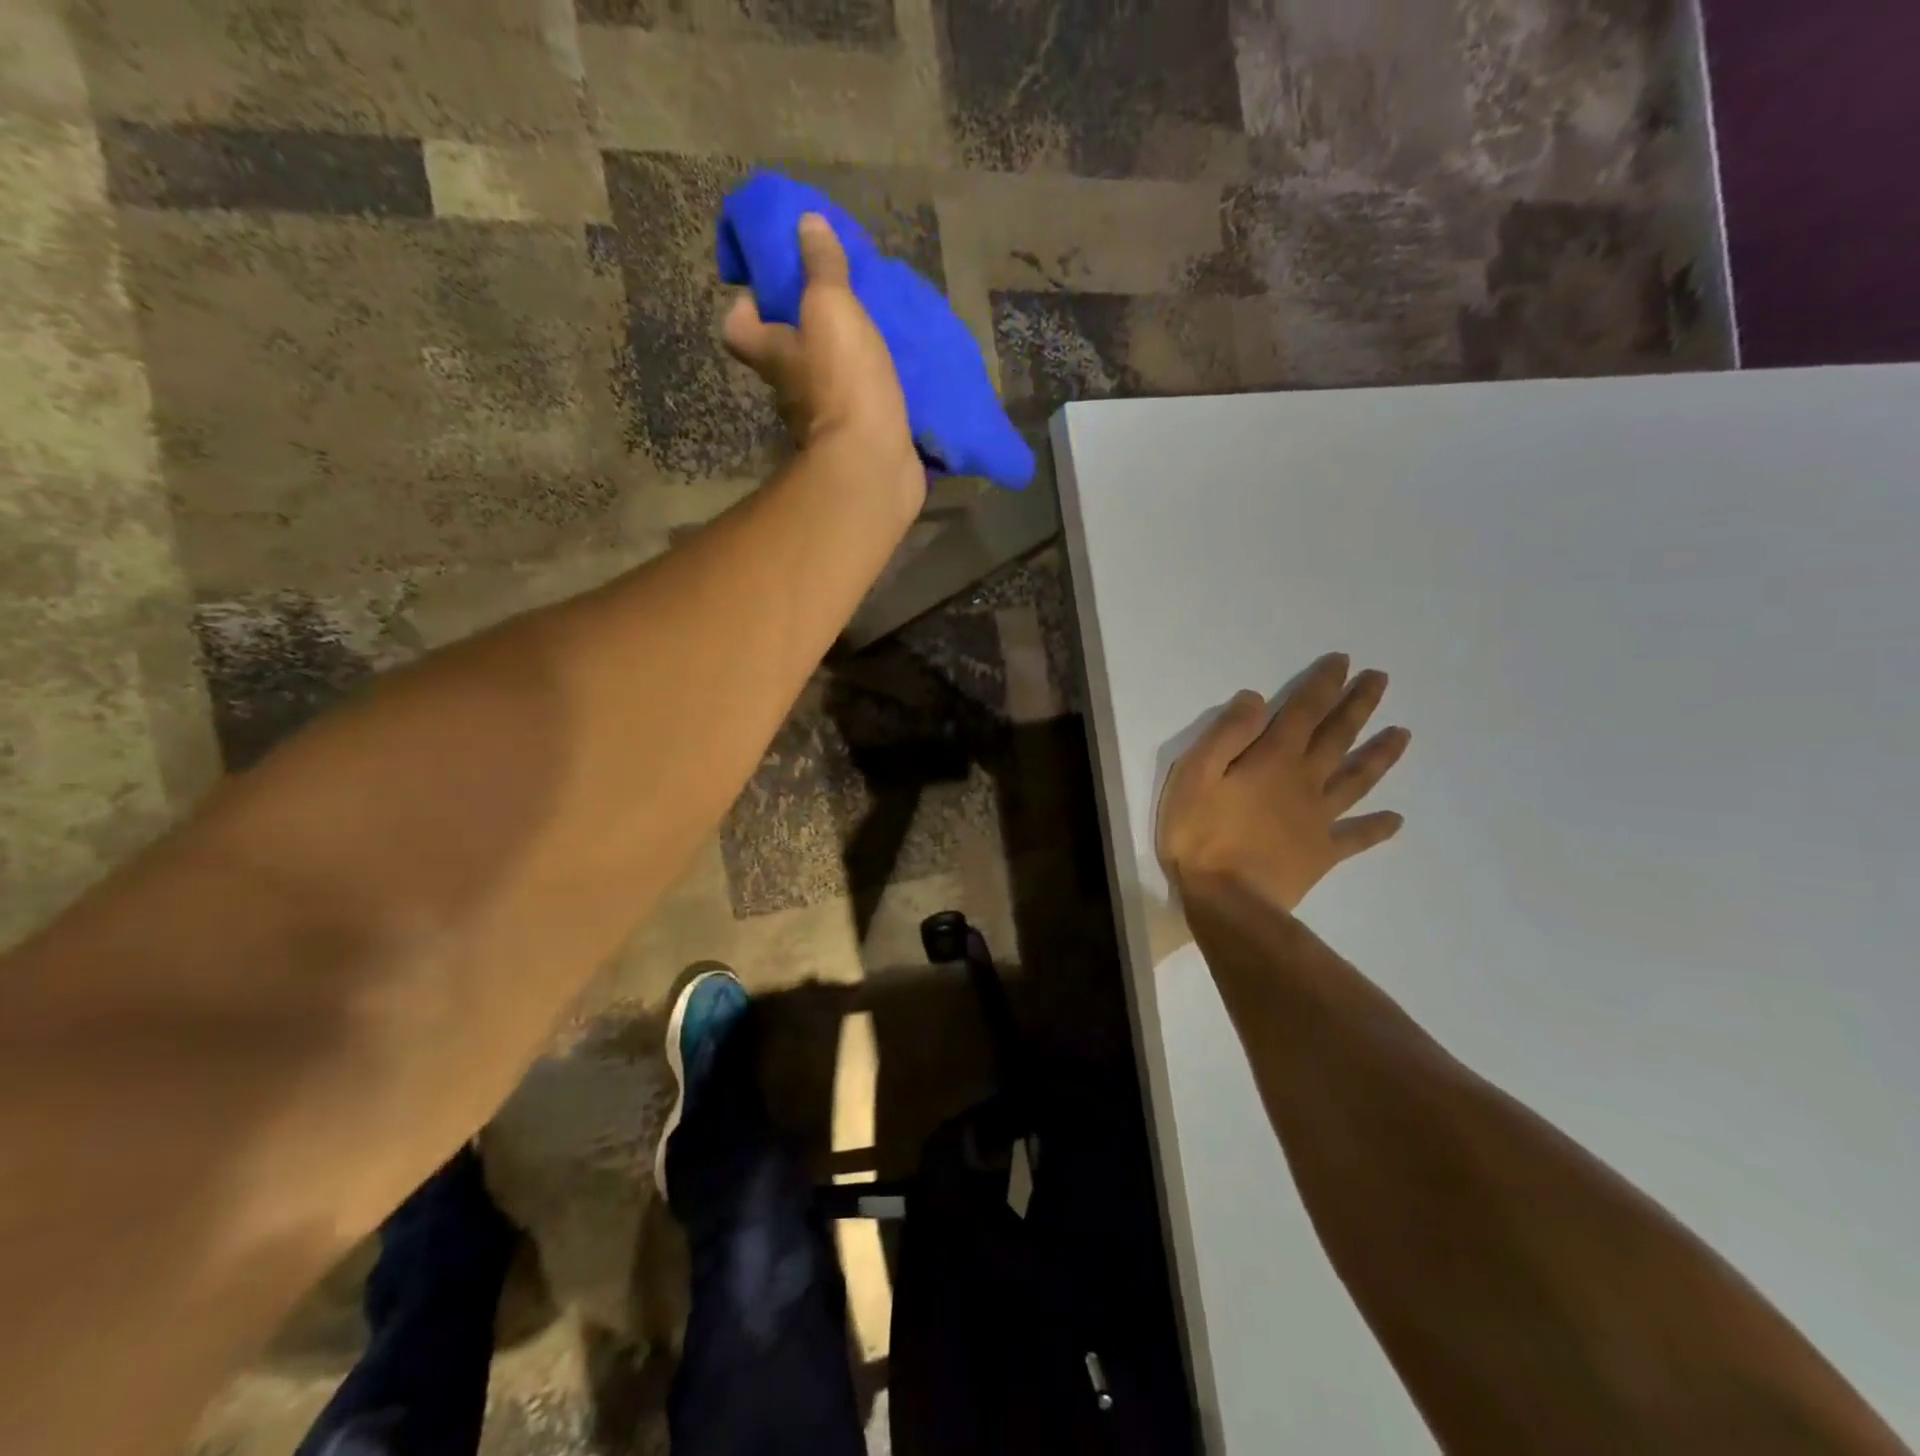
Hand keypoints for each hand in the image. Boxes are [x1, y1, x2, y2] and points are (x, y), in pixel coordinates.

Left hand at [724, 214, 919, 490]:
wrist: (873, 465)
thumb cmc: (844, 383)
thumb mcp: (831, 309)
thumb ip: (821, 267)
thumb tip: (805, 223)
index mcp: (773, 356)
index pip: (737, 329)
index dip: (746, 308)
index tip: (767, 291)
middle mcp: (789, 393)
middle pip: (783, 358)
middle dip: (801, 335)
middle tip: (832, 309)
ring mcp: (822, 425)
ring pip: (822, 387)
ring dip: (839, 369)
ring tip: (870, 342)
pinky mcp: (855, 445)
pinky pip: (857, 413)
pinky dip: (868, 399)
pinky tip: (892, 383)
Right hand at [1157, 653, 1410, 911]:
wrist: (1227, 900)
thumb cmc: (1201, 834)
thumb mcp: (1195, 774)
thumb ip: (1226, 735)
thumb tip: (1256, 699)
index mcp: (1274, 759)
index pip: (1304, 712)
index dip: (1324, 684)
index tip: (1344, 661)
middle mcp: (1305, 781)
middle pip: (1338, 737)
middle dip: (1359, 706)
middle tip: (1381, 680)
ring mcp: (1319, 818)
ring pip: (1357, 779)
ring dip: (1380, 755)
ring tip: (1403, 734)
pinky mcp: (1322, 853)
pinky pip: (1356, 837)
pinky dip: (1377, 827)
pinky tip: (1396, 819)